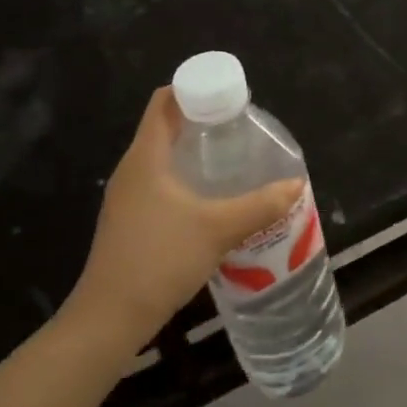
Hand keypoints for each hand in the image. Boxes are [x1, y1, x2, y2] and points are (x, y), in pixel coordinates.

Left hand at [63, 87, 304, 343]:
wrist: (110, 318)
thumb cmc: (160, 258)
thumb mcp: (219, 228)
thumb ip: (261, 204)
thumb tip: (297, 184)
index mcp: (146, 157)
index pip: (164, 102)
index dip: (194, 89)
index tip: (228, 96)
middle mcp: (133, 170)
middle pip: (165, 127)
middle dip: (202, 121)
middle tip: (240, 126)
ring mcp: (128, 198)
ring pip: (163, 158)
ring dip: (194, 152)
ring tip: (233, 158)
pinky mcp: (130, 222)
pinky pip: (160, 183)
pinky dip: (185, 178)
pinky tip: (211, 198)